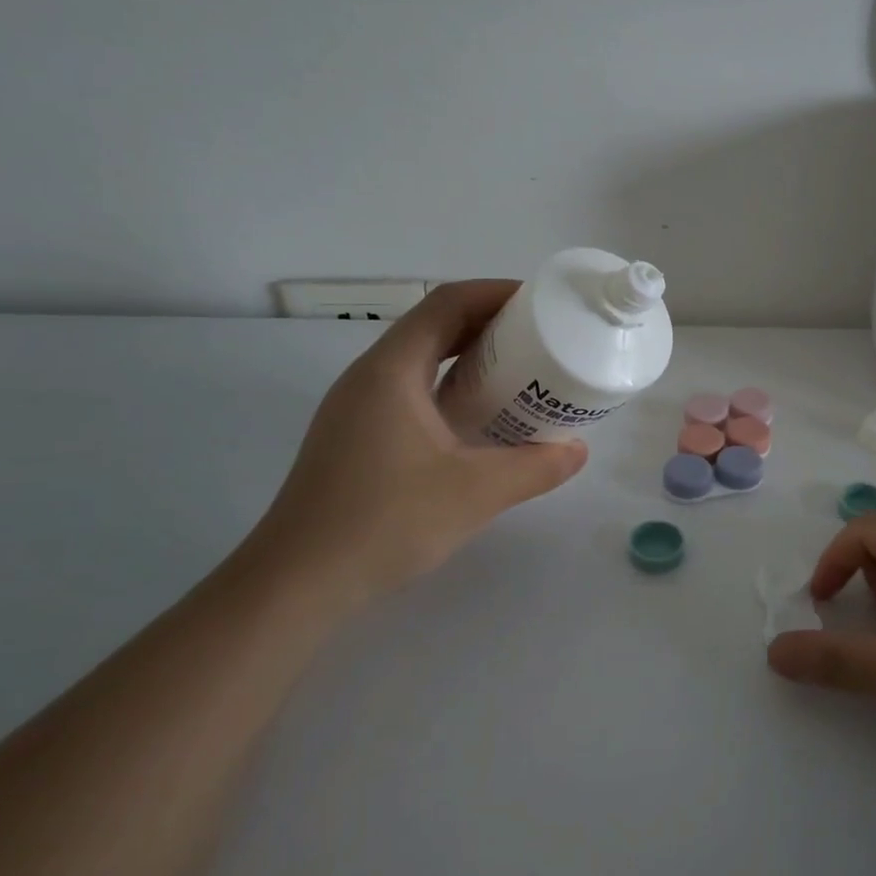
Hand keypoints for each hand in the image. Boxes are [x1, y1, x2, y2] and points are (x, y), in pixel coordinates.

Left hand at [250, 280, 587, 605]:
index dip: (496, 293)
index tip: (541, 303)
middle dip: (490, 324)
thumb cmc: (386, 522)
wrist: (298, 582)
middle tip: (541, 339)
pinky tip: (480, 420)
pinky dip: (452, 388)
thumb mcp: (476, 492)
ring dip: (470, 357)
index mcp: (393, 370)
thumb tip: (578, 450)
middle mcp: (370, 377)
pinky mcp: (356, 436)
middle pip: (434, 326)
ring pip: (422, 360)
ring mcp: (358, 407)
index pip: (447, 303)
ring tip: (520, 374)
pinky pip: (412, 390)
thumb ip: (536, 467)